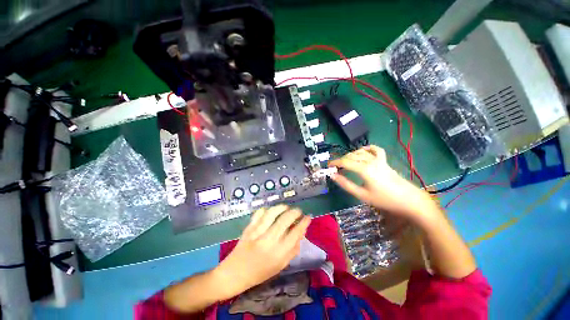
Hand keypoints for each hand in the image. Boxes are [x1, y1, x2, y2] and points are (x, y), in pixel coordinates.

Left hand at [214, 205, 310, 297]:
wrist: (235, 273)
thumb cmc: (260, 272)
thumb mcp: (280, 265)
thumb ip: (293, 250)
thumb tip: (302, 232)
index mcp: (278, 253)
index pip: (295, 233)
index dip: (304, 223)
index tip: (308, 217)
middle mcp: (269, 241)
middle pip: (285, 220)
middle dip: (295, 212)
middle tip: (298, 211)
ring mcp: (257, 232)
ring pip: (272, 213)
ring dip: (282, 207)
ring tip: (286, 207)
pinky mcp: (249, 227)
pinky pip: (259, 213)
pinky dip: (266, 209)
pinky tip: (270, 211)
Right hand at [328, 145, 435, 221]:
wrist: (409, 200)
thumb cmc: (384, 199)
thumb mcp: (362, 194)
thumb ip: (345, 184)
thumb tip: (333, 175)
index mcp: (364, 169)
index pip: (345, 162)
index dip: (334, 162)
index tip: (328, 166)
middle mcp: (370, 161)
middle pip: (351, 156)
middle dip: (341, 159)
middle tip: (335, 167)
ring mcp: (379, 160)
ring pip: (360, 152)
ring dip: (350, 155)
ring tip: (345, 162)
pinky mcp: (385, 161)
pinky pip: (376, 150)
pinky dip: (367, 148)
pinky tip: (363, 151)